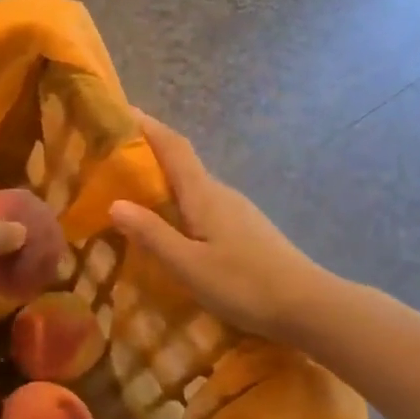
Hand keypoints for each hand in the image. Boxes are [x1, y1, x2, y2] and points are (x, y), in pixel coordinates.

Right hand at [109, 114, 329, 341]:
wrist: (307, 306)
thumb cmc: (244, 284)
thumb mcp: (189, 265)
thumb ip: (152, 235)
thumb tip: (115, 203)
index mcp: (204, 195)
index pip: (174, 147)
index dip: (148, 127)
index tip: (122, 112)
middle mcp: (222, 194)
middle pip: (182, 165)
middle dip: (149, 157)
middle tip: (112, 163)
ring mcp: (238, 212)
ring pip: (194, 189)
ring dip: (164, 185)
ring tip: (134, 198)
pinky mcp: (246, 232)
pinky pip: (204, 208)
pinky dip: (181, 208)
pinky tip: (172, 230)